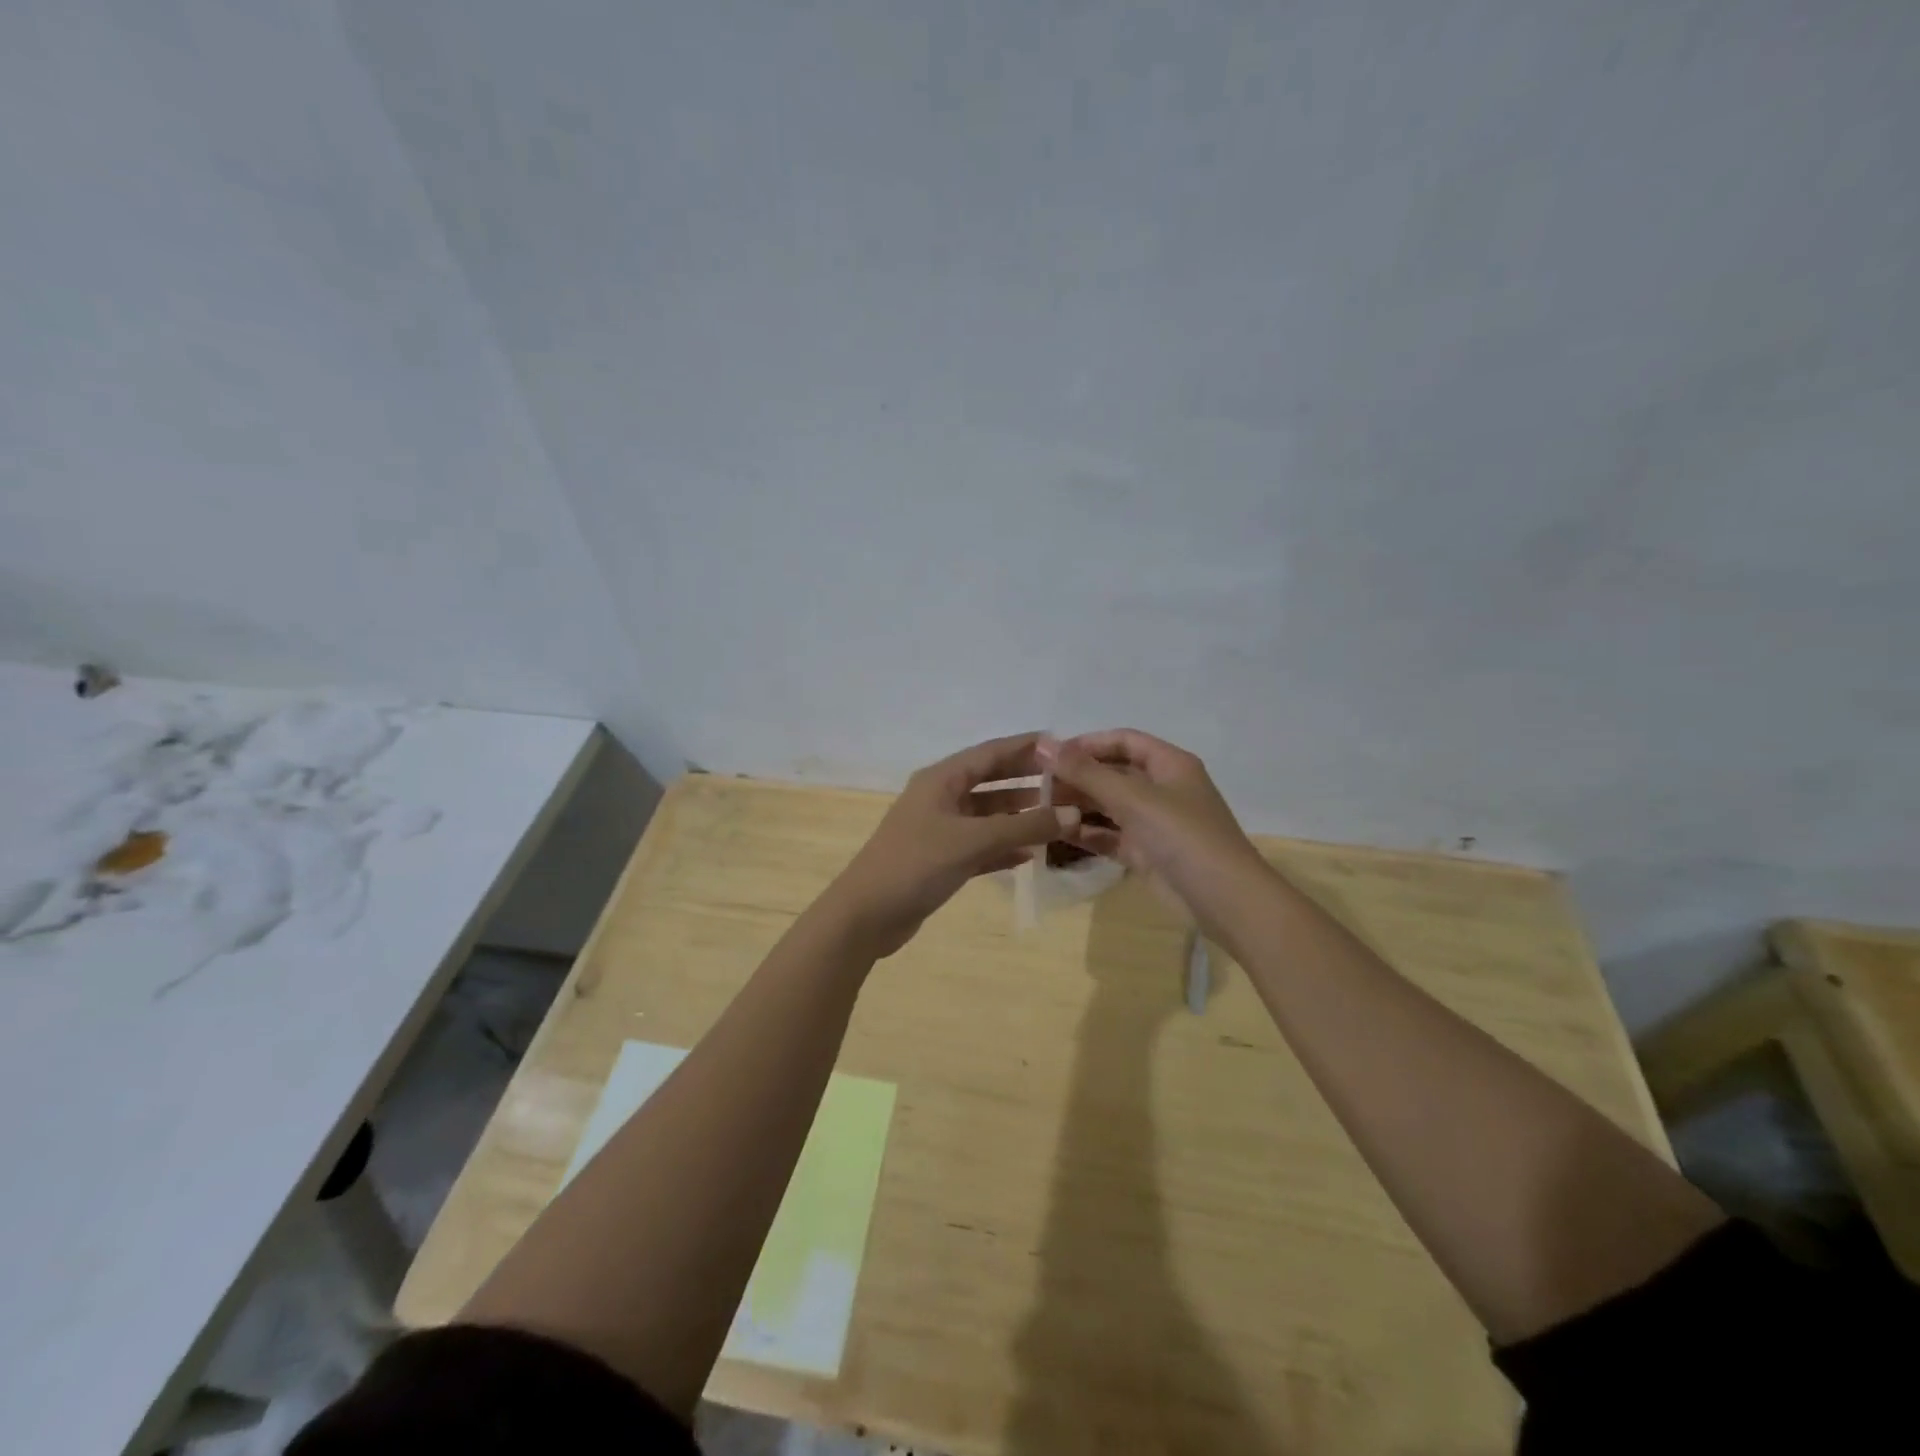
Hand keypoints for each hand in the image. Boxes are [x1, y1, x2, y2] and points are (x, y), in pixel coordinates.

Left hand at [827, 733, 1079, 958]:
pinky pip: (980, 845)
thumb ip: (1024, 827)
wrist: (867, 915)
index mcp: (941, 779)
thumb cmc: (917, 864)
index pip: (991, 753)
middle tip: (1068, 781)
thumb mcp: (973, 841)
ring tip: (1058, 816)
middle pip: (991, 781)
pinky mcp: (940, 859)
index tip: (1063, 745)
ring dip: (1019, 816)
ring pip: (987, 815)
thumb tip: (1073, 813)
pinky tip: (1031, 854)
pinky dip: (1004, 847)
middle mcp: (940, 797)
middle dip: (1027, 780)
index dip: (1026, 747)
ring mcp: (939, 829)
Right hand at [1038, 729, 1269, 934]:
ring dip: (1078, 806)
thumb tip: (1044, 745)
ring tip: (1039, 809)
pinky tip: (1057, 834)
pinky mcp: (1146, 853)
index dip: (1087, 743)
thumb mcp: (1134, 798)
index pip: (1123, 741)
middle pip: (1113, 773)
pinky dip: (1087, 833)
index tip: (1049, 755)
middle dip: (1077, 777)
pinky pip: (1110, 836)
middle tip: (1035, 785)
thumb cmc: (1183, 836)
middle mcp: (1162, 789)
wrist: (1225, 901)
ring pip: (1108, 806)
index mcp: (1169, 764)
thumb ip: (1086, 772)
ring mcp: (1154, 823)